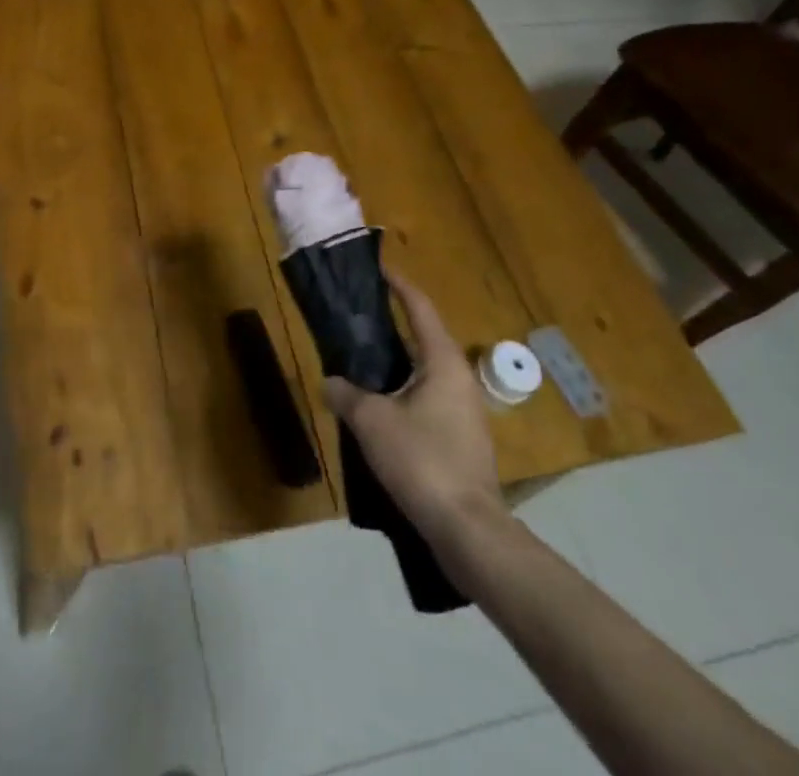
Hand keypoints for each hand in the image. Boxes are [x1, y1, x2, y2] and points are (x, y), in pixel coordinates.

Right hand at [322, 277, 504, 538]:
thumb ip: (346, 394)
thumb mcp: (371, 421)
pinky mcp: (463, 442)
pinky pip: (428, 402)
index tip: (380, 269)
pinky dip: (403, 395)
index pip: (420, 309)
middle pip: (424, 340)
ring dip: (396, 367)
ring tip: (362, 365)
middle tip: (359, 320)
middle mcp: (460, 380)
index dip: (399, 286)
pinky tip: (380, 413)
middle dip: (393, 327)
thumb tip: (330, 381)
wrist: (467, 529)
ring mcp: (466, 413)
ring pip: (425, 375)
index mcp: (442, 362)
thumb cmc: (422, 460)